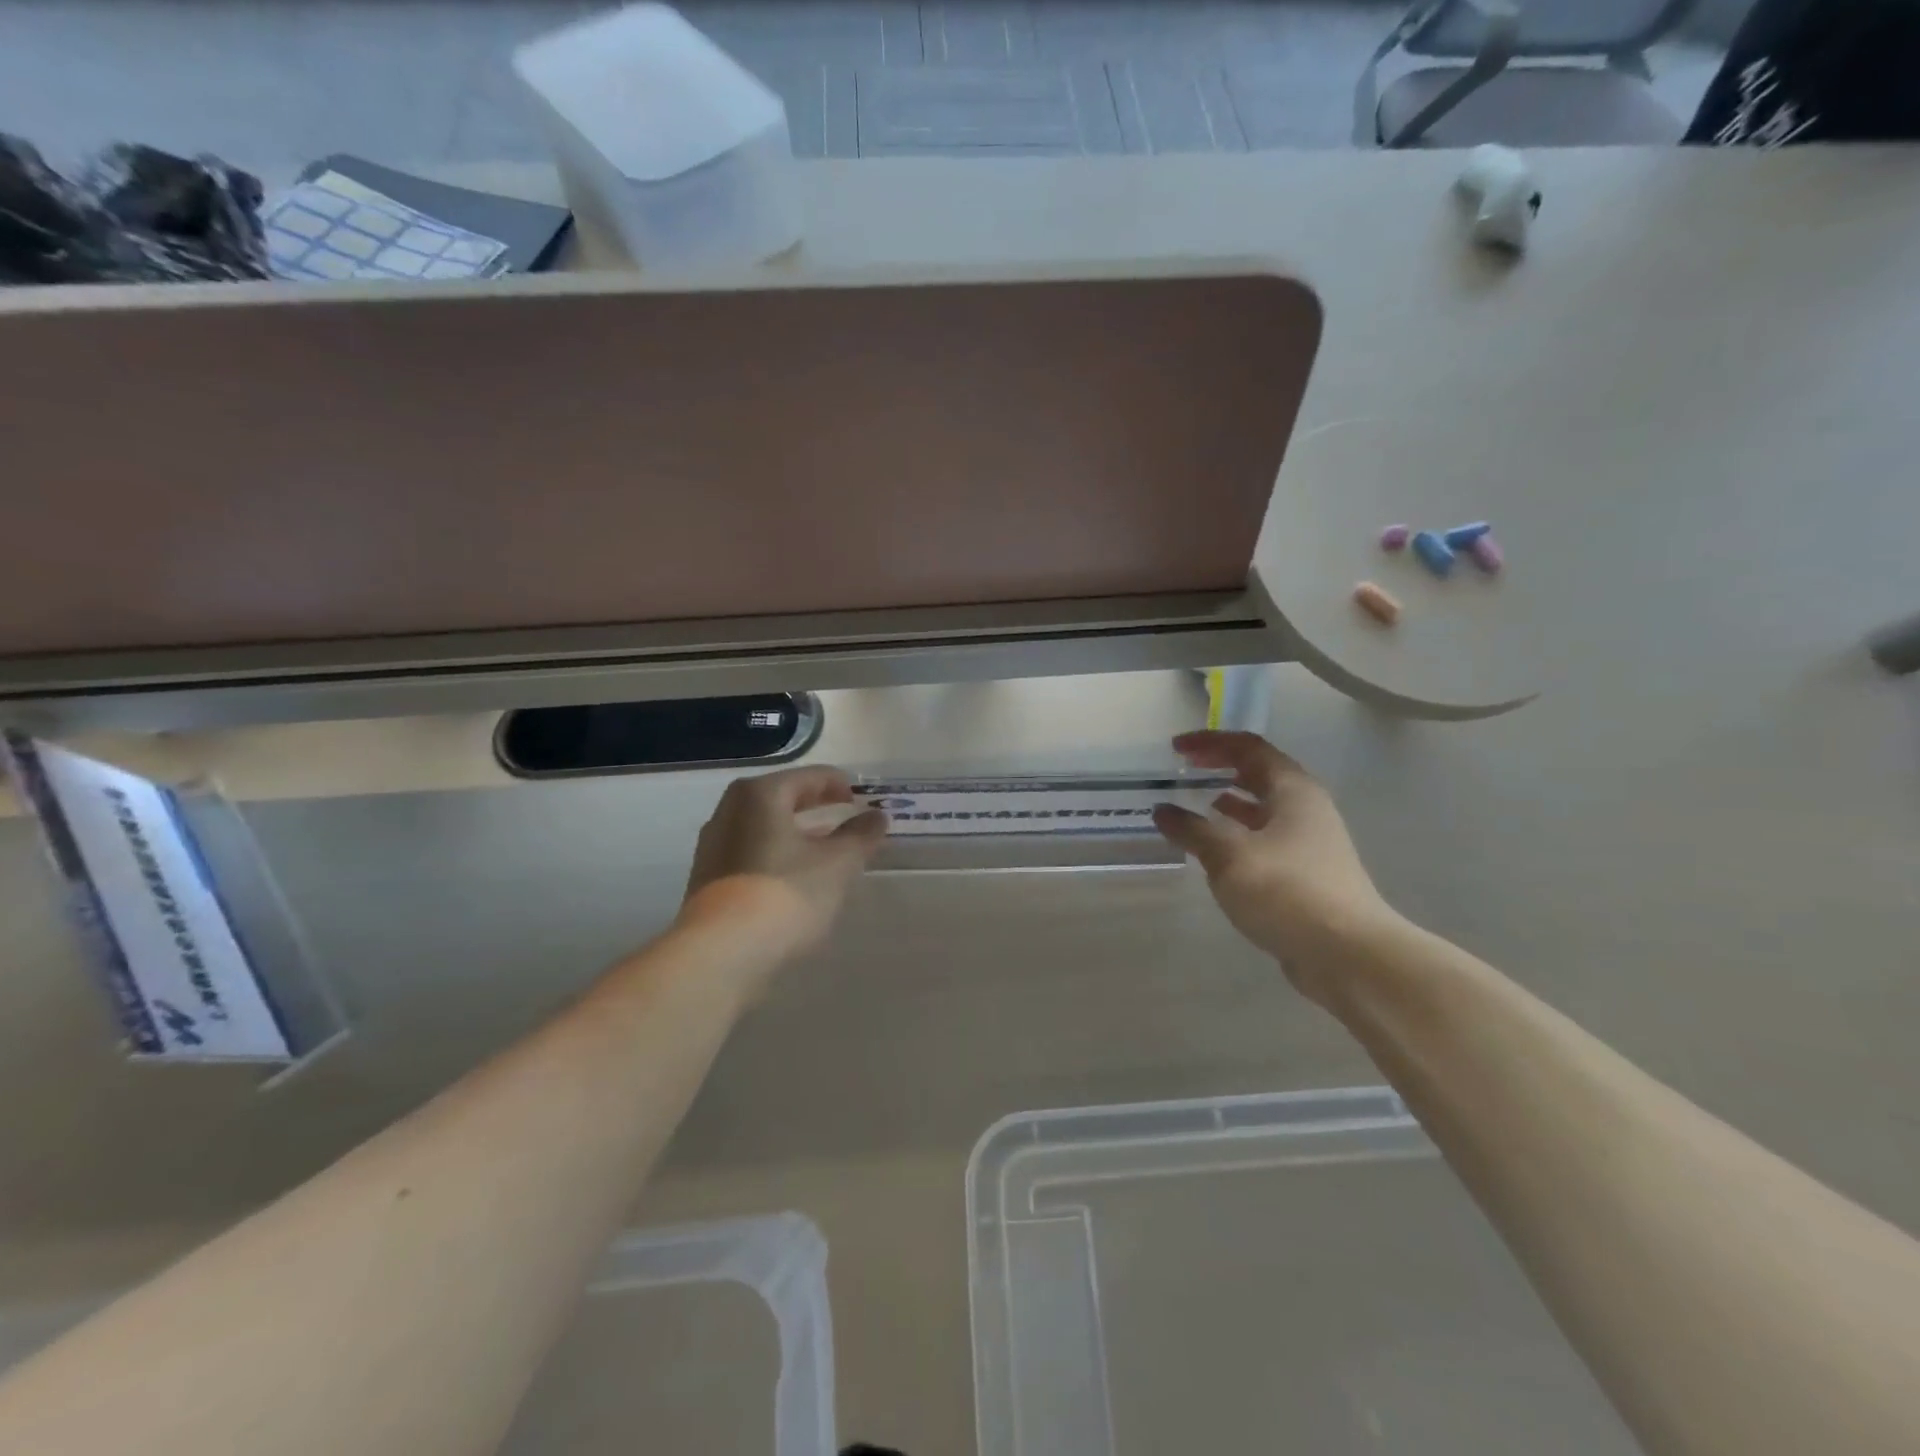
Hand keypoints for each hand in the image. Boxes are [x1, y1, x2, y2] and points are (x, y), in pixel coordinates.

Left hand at [681, 765, 887, 957]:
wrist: (721, 954)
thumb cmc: (785, 895)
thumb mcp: (837, 864)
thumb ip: (860, 836)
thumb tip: (876, 816)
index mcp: (760, 794)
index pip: (810, 777)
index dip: (840, 786)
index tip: (863, 802)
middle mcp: (730, 811)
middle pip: (783, 799)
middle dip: (817, 809)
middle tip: (847, 820)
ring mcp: (714, 846)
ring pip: (766, 828)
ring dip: (797, 835)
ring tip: (826, 852)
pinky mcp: (708, 879)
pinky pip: (752, 854)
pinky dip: (778, 856)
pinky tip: (796, 880)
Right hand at [1153, 731, 1394, 1002]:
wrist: (1347, 954)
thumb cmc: (1286, 891)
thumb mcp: (1229, 855)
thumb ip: (1192, 829)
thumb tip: (1163, 811)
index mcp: (1292, 790)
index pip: (1249, 748)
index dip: (1210, 742)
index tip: (1176, 749)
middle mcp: (1306, 808)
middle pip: (1261, 773)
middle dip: (1221, 766)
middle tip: (1186, 769)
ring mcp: (1310, 843)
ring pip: (1265, 808)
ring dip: (1231, 800)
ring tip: (1198, 803)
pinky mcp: (1307, 874)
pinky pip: (1266, 838)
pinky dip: (1239, 833)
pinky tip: (1218, 850)